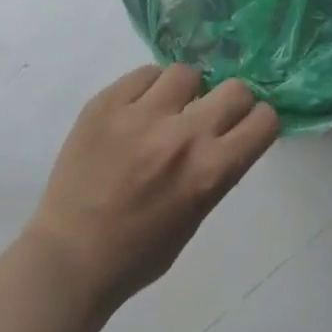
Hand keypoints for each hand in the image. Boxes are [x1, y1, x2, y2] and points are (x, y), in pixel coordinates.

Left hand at [24, 64, 279, 312]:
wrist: (68, 259)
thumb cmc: (138, 252)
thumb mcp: (196, 216)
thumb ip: (217, 169)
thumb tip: (228, 131)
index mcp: (210, 172)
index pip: (263, 120)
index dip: (258, 120)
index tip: (246, 125)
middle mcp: (183, 136)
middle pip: (235, 88)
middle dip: (230, 101)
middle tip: (211, 114)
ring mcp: (142, 115)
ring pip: (187, 73)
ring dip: (184, 92)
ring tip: (166, 110)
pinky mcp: (106, 103)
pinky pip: (144, 73)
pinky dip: (147, 89)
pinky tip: (136, 111)